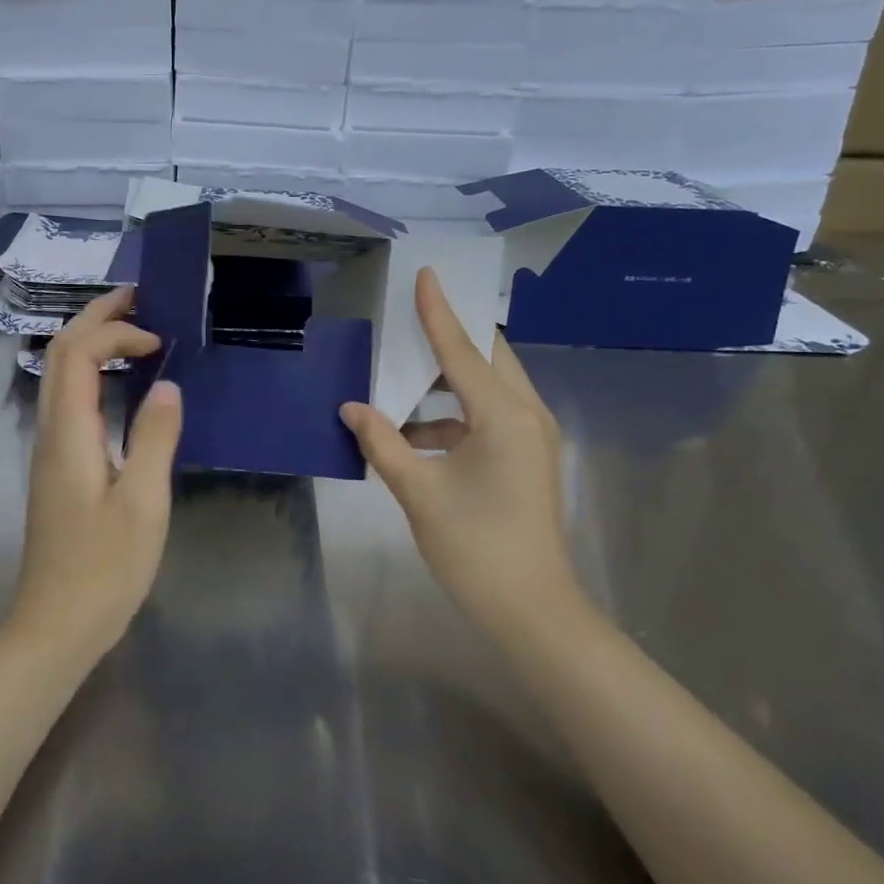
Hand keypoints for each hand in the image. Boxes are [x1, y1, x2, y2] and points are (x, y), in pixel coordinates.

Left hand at [12, 287, 182, 658]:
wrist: (56, 625)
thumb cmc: (104, 569)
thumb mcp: (143, 503)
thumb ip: (155, 438)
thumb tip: (167, 385)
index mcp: (69, 434)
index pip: (78, 354)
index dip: (117, 333)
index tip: (160, 343)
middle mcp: (51, 433)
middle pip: (61, 355)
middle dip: (97, 319)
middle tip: (139, 298)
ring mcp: (50, 451)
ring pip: (61, 377)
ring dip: (93, 345)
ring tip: (135, 332)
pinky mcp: (59, 469)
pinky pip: (71, 403)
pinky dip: (95, 376)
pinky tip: (125, 388)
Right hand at [340, 268, 582, 641]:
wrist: (531, 609)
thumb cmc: (475, 547)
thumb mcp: (419, 491)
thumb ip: (383, 443)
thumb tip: (351, 408)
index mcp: (504, 415)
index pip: (463, 350)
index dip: (439, 312)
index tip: (426, 274)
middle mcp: (527, 415)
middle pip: (487, 359)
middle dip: (449, 338)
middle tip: (409, 321)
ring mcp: (532, 438)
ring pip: (489, 389)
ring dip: (447, 384)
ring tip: (401, 382)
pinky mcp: (528, 459)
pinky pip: (489, 418)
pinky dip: (453, 416)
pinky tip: (414, 434)